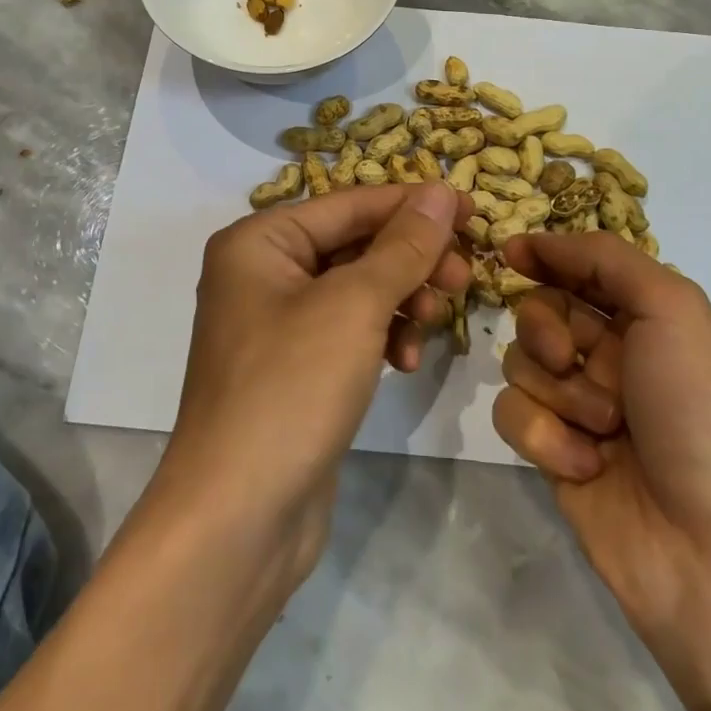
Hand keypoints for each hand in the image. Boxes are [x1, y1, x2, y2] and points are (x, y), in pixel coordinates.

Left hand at [155, 182, 470, 581]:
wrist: (237, 518)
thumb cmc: (291, 387)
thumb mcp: (355, 304)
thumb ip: (404, 245)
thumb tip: (441, 191)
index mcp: (260, 241)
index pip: (350, 204)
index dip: (414, 204)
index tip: (473, 209)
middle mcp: (262, 273)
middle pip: (355, 244)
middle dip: (412, 259)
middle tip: (465, 278)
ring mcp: (276, 324)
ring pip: (358, 289)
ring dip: (402, 300)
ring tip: (436, 321)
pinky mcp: (295, 368)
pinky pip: (349, 331)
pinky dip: (382, 337)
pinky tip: (406, 363)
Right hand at [493, 231, 710, 642]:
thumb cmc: (701, 415)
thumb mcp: (675, 311)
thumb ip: (609, 260)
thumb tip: (542, 241)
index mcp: (650, 321)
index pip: (584, 270)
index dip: (548, 255)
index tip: (512, 252)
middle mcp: (613, 358)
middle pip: (541, 311)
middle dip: (545, 327)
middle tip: (568, 355)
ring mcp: (581, 407)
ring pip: (521, 363)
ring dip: (557, 391)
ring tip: (602, 427)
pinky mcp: (554, 452)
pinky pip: (515, 416)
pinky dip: (546, 436)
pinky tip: (586, 465)